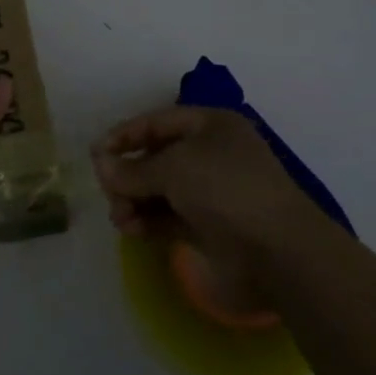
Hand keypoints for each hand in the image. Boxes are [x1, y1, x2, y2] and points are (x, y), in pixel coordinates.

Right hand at [92, 107, 310, 297]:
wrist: (280, 253)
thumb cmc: (226, 190)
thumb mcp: (173, 168)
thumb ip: (132, 169)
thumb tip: (100, 166)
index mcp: (210, 126)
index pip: (156, 122)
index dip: (124, 135)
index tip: (95, 154)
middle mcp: (211, 154)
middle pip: (156, 157)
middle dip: (128, 174)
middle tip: (107, 191)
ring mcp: (212, 193)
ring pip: (160, 190)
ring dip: (134, 201)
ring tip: (120, 218)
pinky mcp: (210, 228)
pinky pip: (169, 217)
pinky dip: (148, 221)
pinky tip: (131, 230)